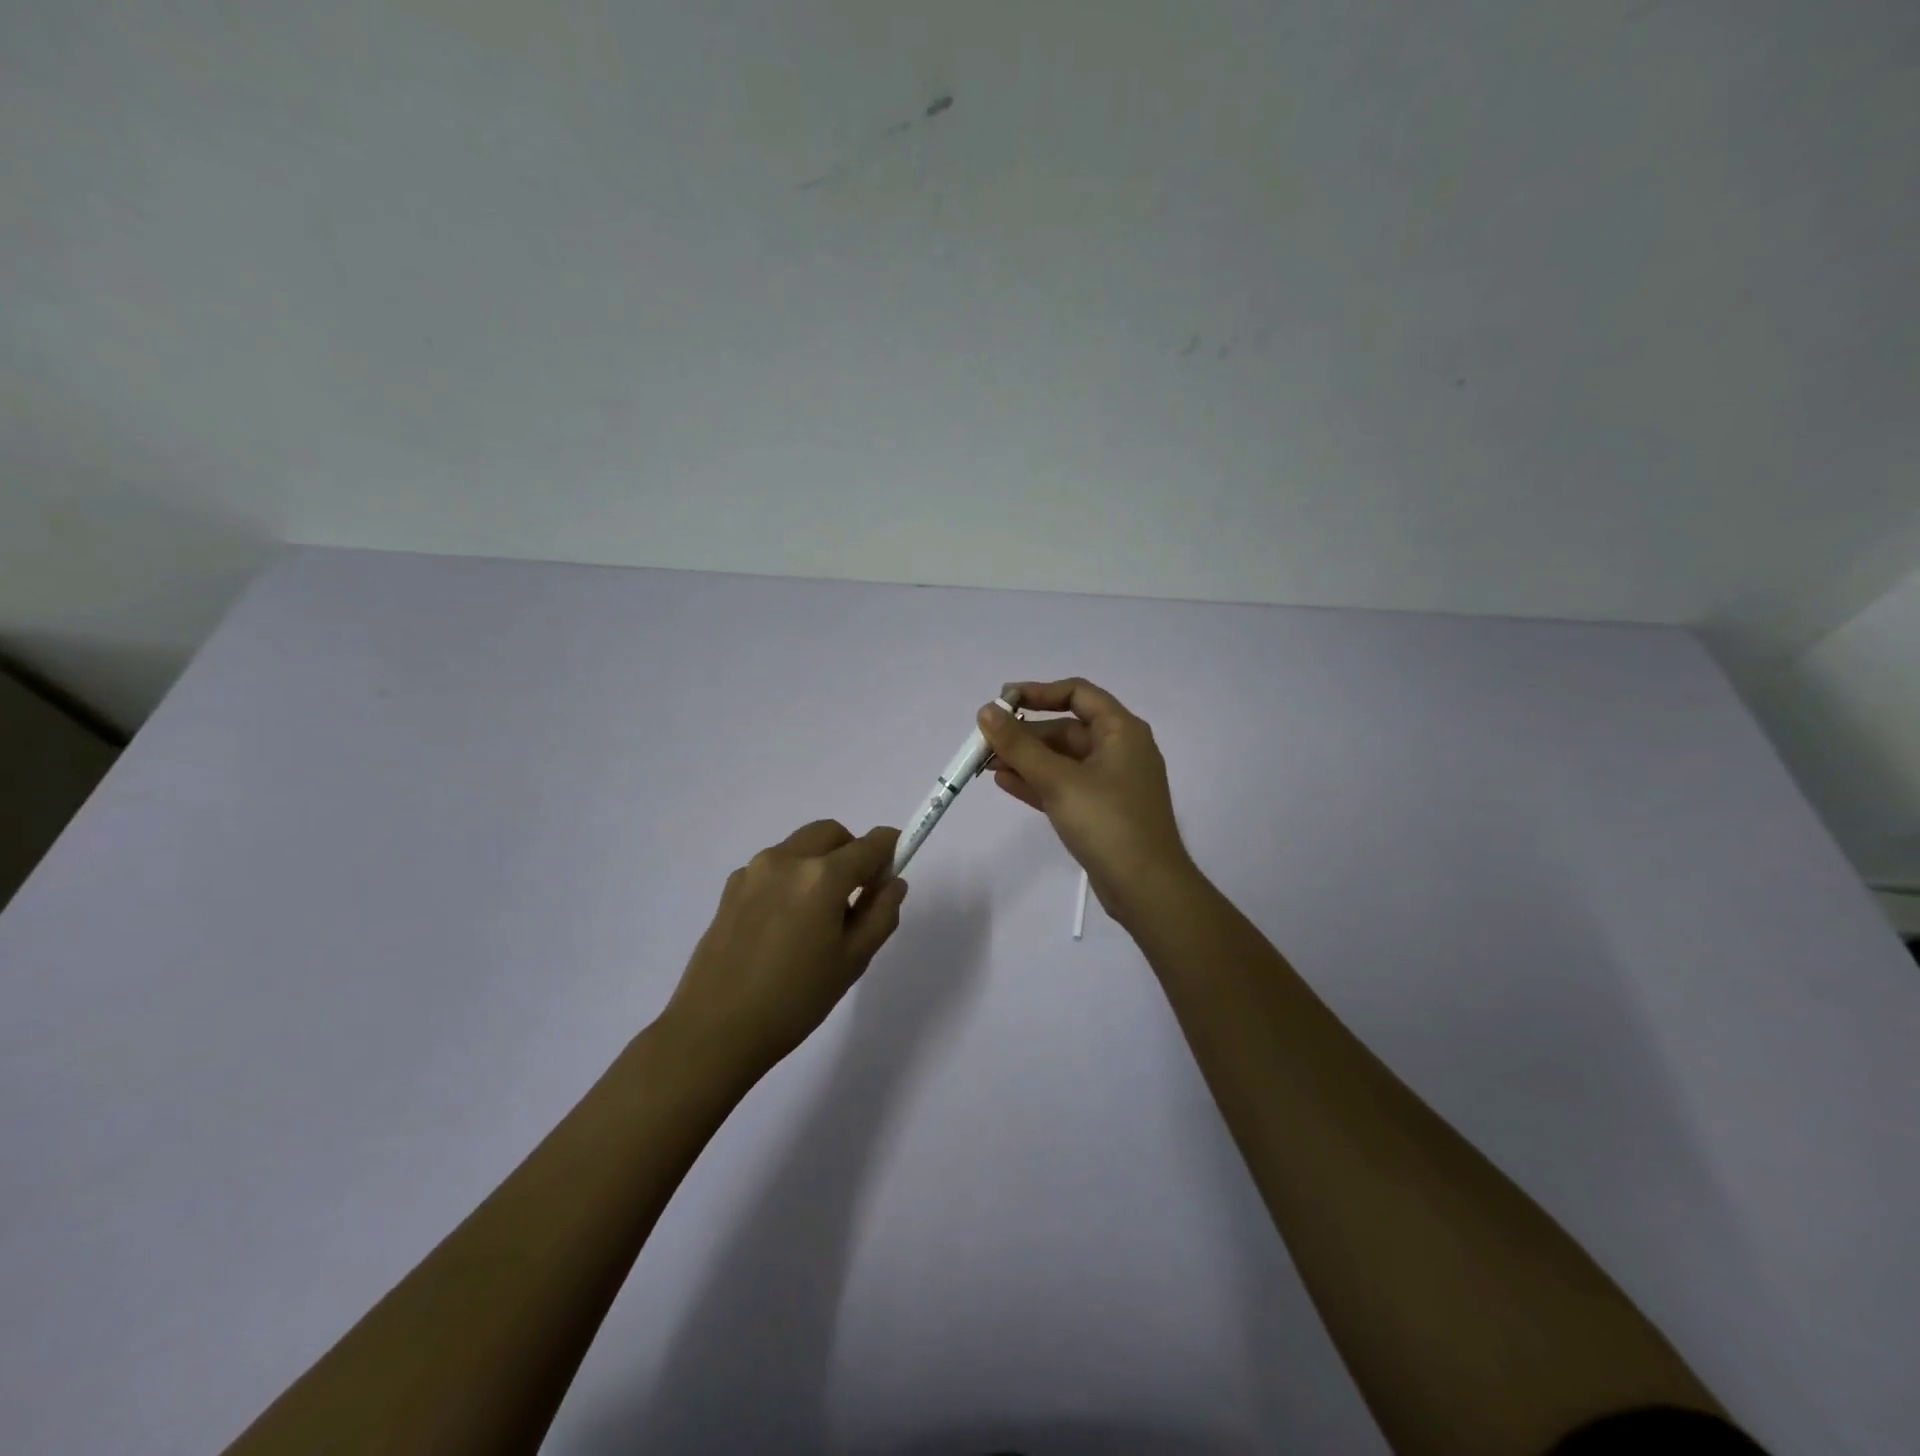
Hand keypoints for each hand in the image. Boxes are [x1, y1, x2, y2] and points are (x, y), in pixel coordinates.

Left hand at [661, 821, 907, 1075]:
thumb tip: (893, 882)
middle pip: (832, 834)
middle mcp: (787, 859)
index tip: (896, 865)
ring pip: (800, 846)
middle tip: (858, 893)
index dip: (891, 847)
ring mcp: (754, 870)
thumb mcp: (853, 961)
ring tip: (818, 914)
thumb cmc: (795, 1000)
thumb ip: (881, 913)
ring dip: (820, 862)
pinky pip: (773, 866)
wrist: (715, 1030)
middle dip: (852, 851)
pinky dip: (790, 877)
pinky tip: (784, 923)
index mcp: (822, 876)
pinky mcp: (731, 888)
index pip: (870, 844)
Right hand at [977, 678, 1195, 924]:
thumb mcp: (1058, 780)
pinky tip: (1004, 782)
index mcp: (1121, 731)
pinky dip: (1037, 782)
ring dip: (1026, 759)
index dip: (1038, 692)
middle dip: (1025, 734)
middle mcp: (1119, 750)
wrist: (1145, 888)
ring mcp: (1111, 782)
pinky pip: (1064, 785)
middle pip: (1066, 728)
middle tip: (984, 742)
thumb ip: (1019, 745)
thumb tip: (986, 711)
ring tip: (985, 764)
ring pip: (1062, 760)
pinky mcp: (1101, 811)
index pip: (1077, 693)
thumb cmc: (1106, 822)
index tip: (1002, 702)